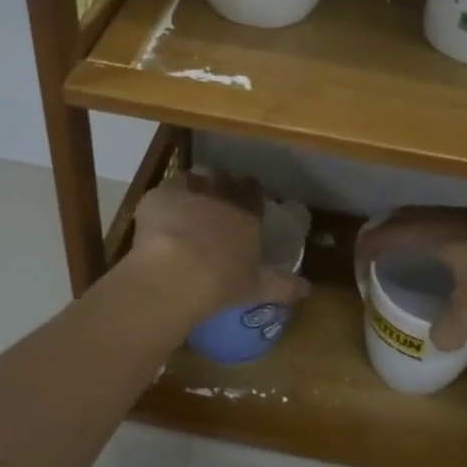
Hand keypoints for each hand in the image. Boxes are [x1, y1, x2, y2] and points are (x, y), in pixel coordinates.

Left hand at [128, 172, 307, 314]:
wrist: (176, 274)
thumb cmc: (223, 282)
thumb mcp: (258, 287)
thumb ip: (284, 285)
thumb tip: (308, 288)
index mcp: (246, 212)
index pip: (253, 190)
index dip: (250, 193)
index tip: (246, 202)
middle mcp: (220, 194)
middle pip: (222, 178)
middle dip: (220, 186)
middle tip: (215, 204)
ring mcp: (188, 192)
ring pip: (193, 178)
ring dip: (193, 187)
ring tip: (187, 206)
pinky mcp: (158, 197)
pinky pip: (162, 193)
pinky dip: (162, 203)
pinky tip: (158, 221)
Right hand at [354, 204, 466, 350]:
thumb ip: (449, 328)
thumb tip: (438, 341)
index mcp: (439, 231)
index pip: (390, 232)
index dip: (369, 247)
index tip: (361, 266)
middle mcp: (458, 215)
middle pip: (412, 216)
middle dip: (392, 233)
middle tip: (384, 256)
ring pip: (442, 217)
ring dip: (425, 233)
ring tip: (425, 256)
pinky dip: (453, 237)